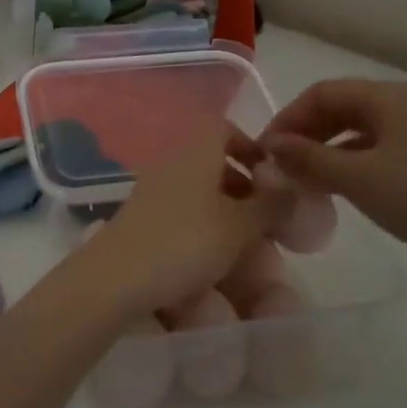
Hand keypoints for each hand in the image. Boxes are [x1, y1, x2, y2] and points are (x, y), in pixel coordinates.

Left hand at [74, 124, 288, 321]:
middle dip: (243, 187)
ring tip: (245, 246)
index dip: (250, 145)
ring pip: (198, 192)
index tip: (271, 176)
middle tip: (266, 219)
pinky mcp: (140, 221)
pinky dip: (201, 229)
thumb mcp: (239, 227)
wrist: (114, 279)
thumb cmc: (184, 243)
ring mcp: (152, 192)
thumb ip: (270, 205)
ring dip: (225, 212)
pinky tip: (212, 261)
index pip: (223, 128)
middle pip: (212, 163)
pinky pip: (180, 214)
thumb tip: (292, 186)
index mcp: (195, 153)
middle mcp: (171, 164)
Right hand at [262, 78, 406, 273]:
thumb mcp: (357, 178)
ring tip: (302, 180)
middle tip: (280, 165)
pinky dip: (349, 163)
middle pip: (340, 108)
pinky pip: (376, 150)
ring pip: (357, 131)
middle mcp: (402, 104)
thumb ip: (309, 159)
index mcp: (386, 97)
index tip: (266, 150)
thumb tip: (272, 146)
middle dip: (305, 134)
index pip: (321, 93)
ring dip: (325, 150)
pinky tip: (337, 189)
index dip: (288, 118)